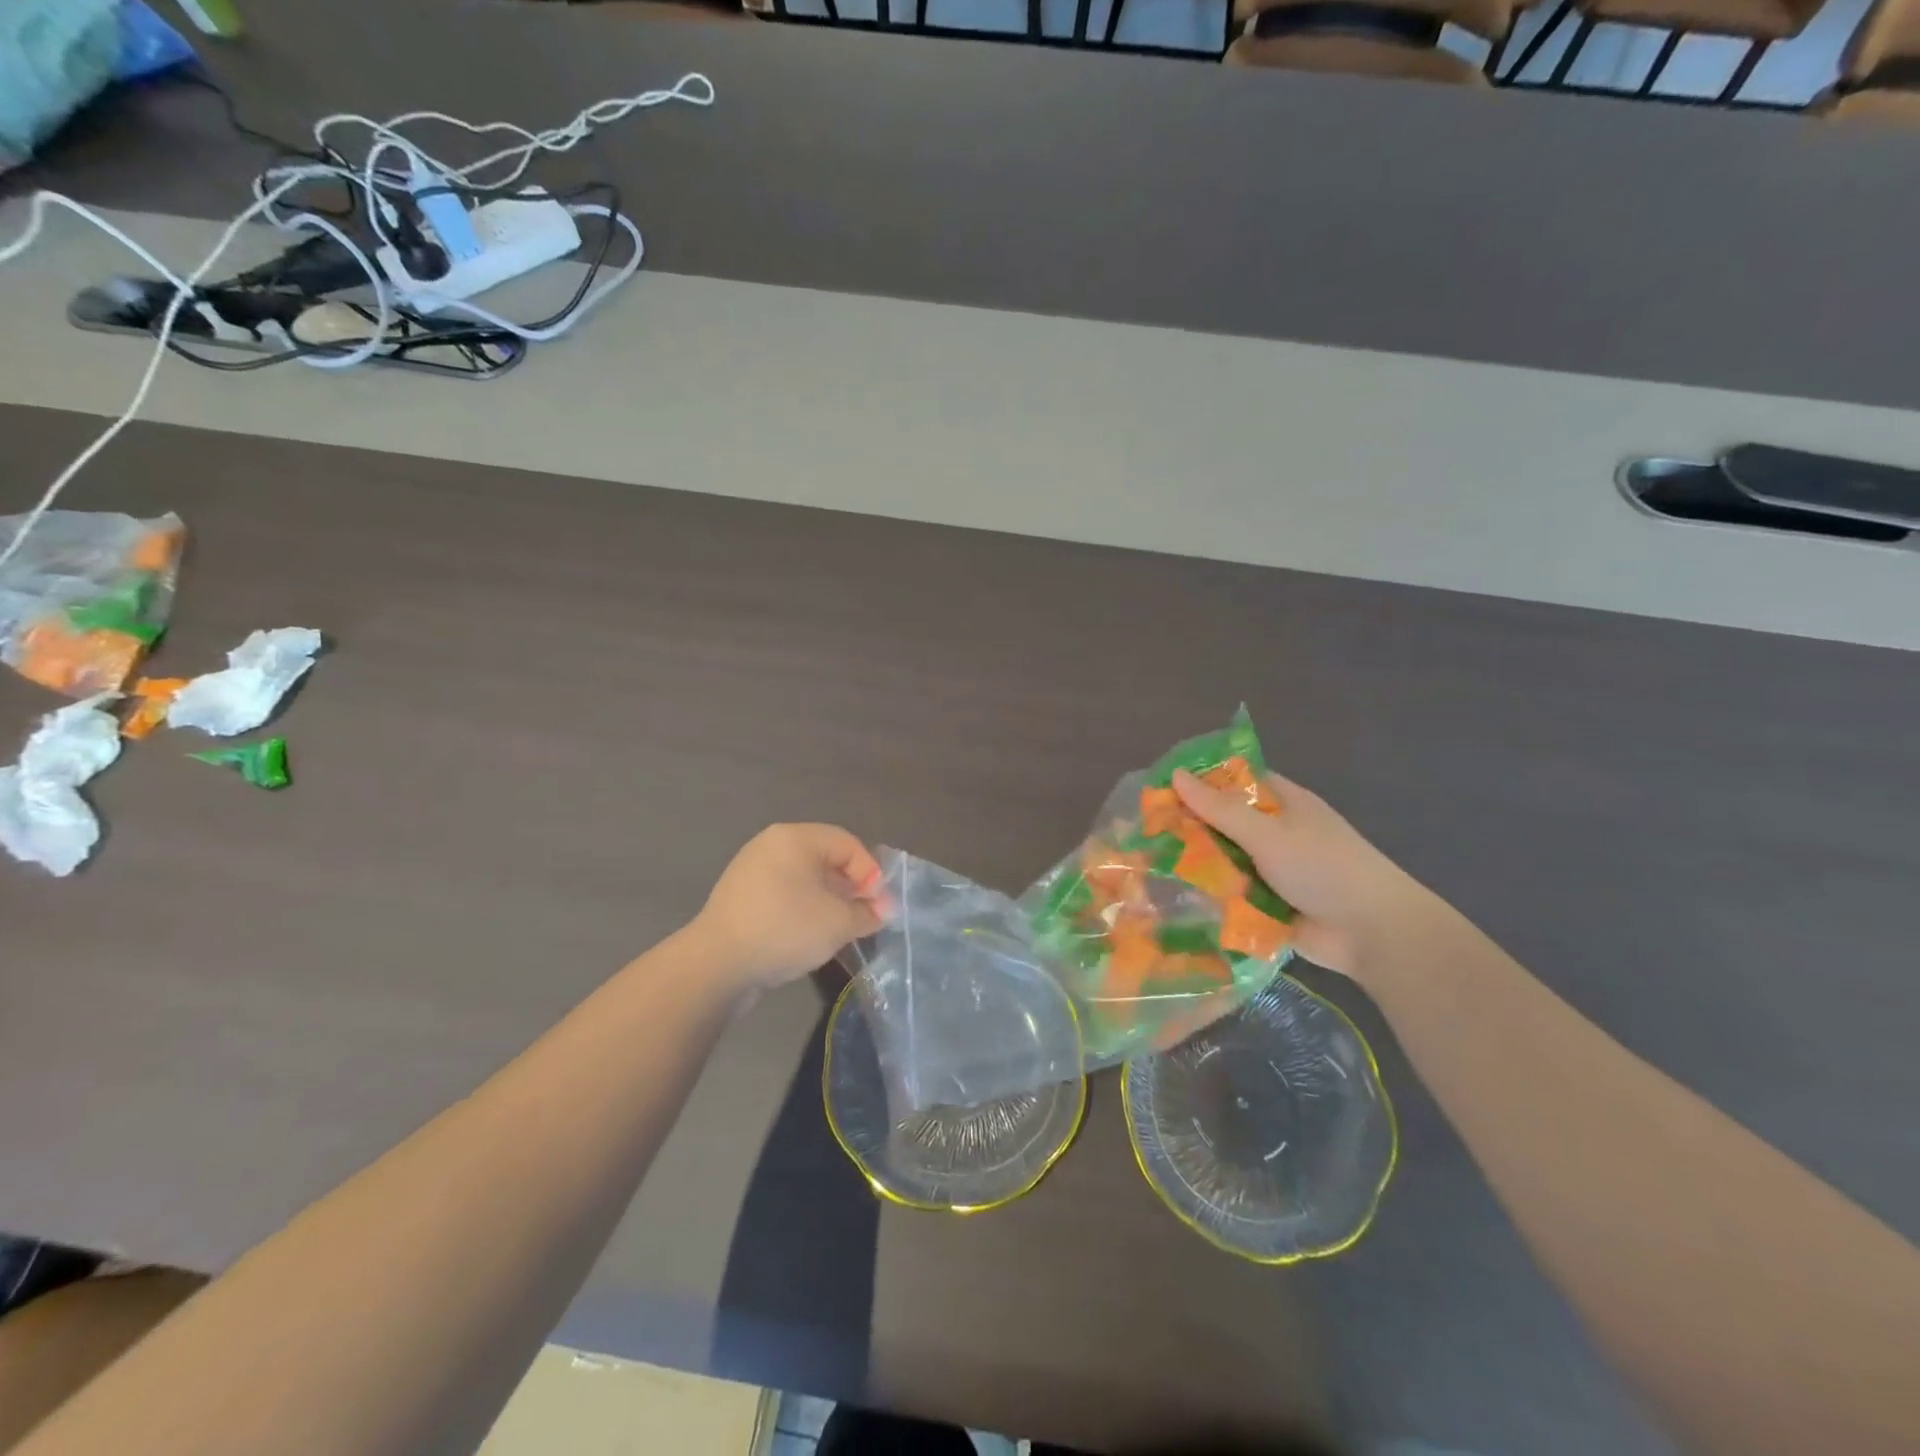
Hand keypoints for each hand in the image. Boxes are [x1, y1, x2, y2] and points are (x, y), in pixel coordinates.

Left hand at [690, 824, 887, 992]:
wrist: (717, 965)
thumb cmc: (785, 929)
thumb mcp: (838, 922)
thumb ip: (867, 913)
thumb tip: (882, 911)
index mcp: (795, 837)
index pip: (847, 844)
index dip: (870, 873)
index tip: (880, 906)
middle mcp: (771, 845)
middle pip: (825, 858)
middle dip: (851, 887)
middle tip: (866, 916)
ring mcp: (751, 871)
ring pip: (804, 878)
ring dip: (829, 900)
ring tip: (842, 928)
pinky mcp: (740, 898)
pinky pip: (784, 894)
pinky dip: (804, 909)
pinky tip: (811, 935)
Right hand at [1173, 767, 1444, 984]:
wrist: (1371, 934)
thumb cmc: (1324, 868)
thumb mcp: (1268, 832)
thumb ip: (1219, 808)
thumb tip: (1176, 774)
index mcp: (1282, 803)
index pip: (1234, 782)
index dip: (1199, 782)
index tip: (1159, 789)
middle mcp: (1275, 833)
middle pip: (1223, 823)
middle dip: (1189, 828)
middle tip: (1143, 831)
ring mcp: (1270, 871)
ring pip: (1223, 861)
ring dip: (1196, 865)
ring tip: (1146, 866)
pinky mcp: (1266, 906)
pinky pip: (1229, 895)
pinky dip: (1208, 897)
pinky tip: (1169, 898)